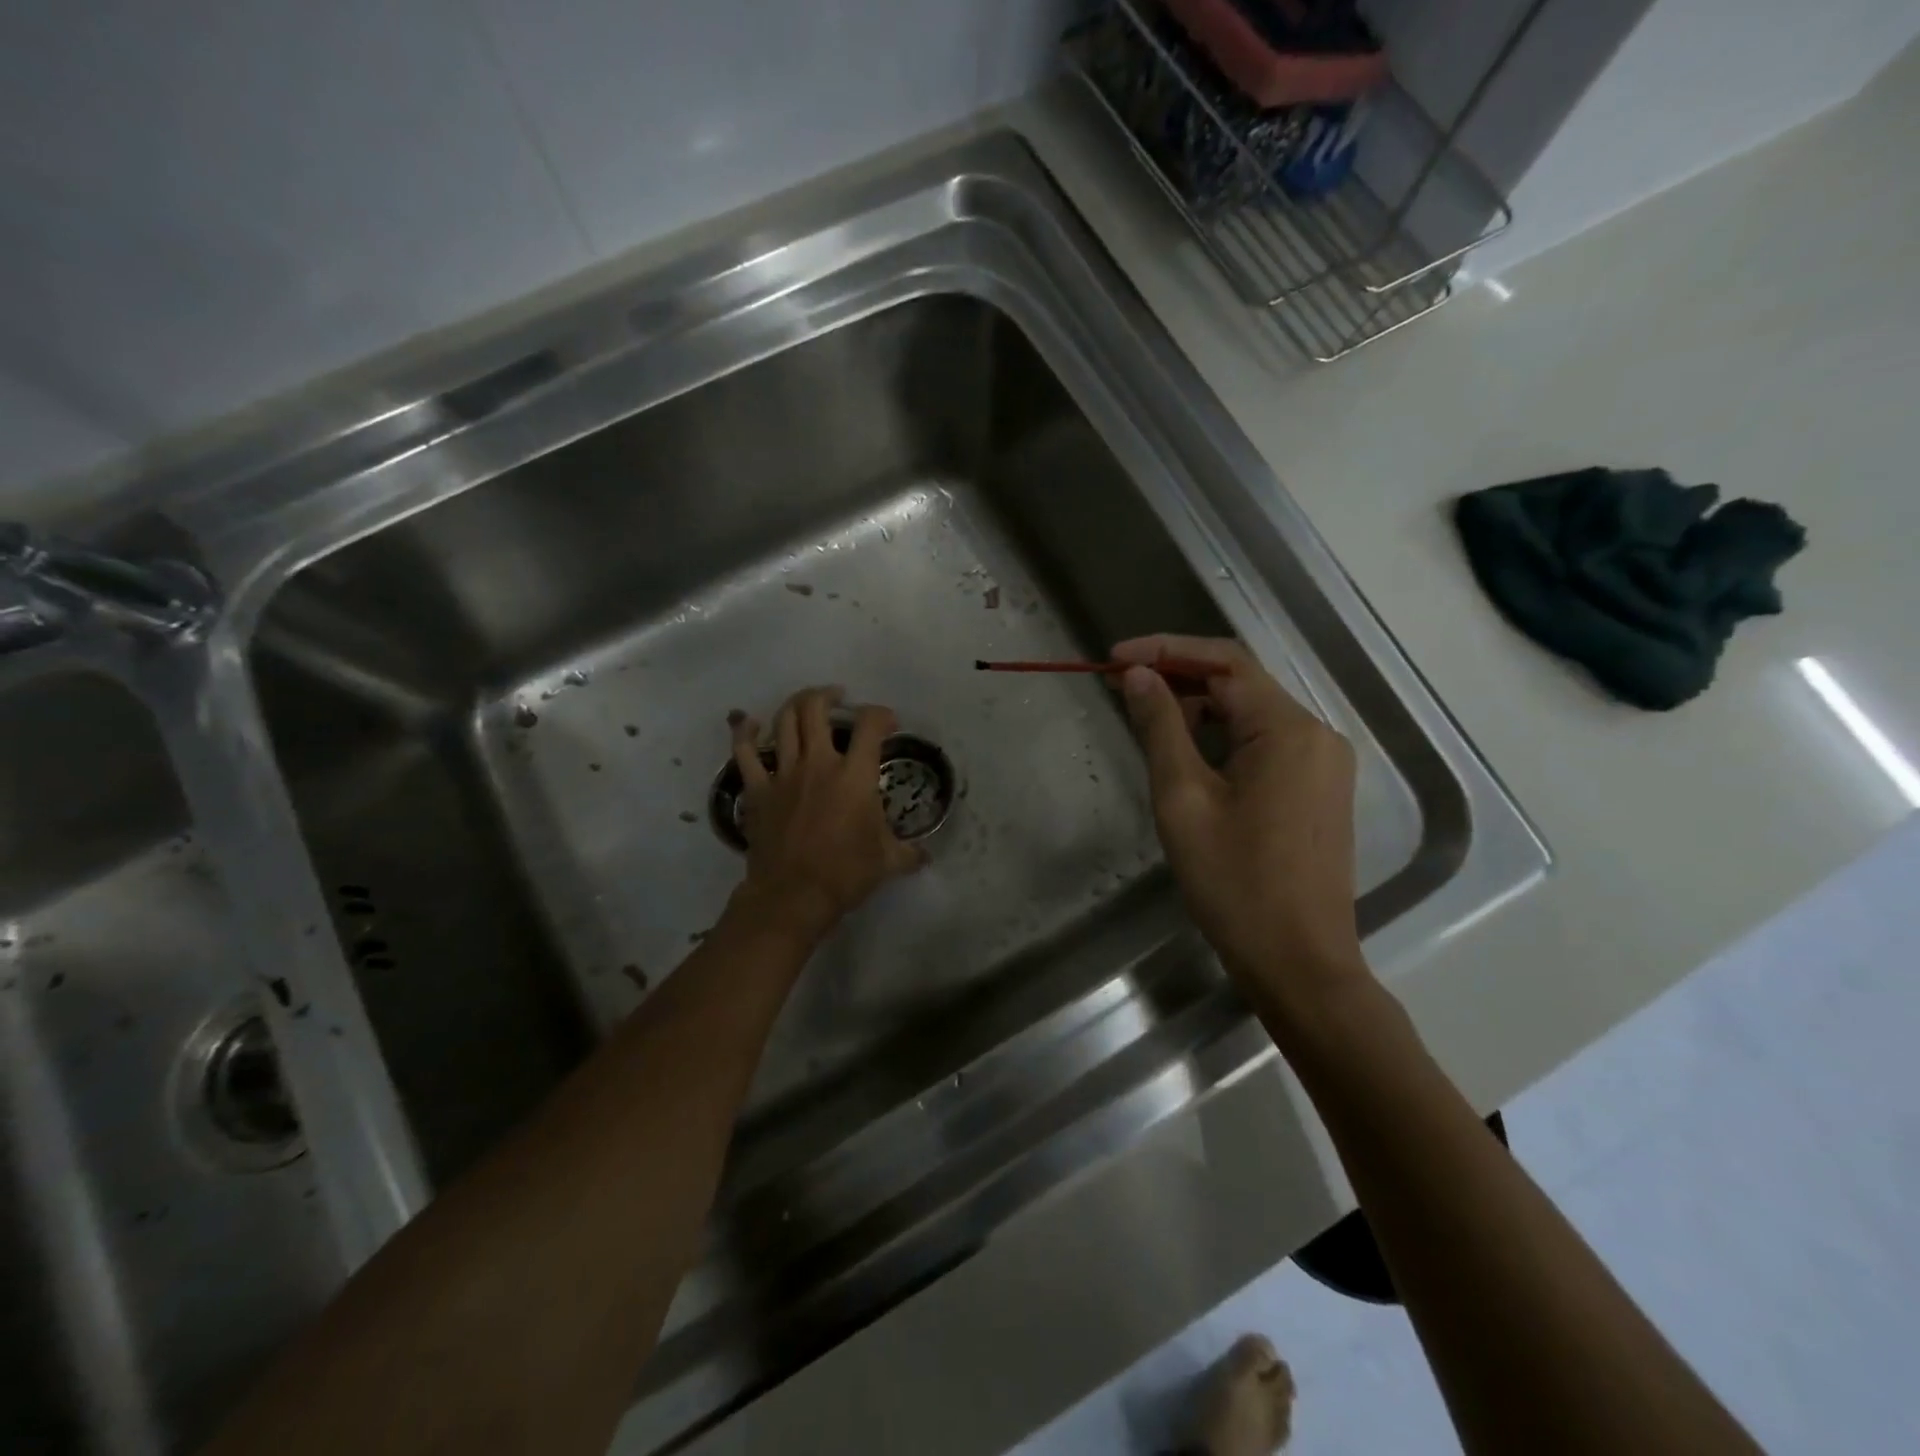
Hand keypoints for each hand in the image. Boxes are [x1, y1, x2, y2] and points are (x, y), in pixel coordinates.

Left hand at [727, 686, 924, 944]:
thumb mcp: (888, 861)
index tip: (887, 723)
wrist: (793, 895)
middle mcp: (818, 763)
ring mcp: (784, 773)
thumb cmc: (845, 873)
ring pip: (784, 722)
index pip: (870, 724)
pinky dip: (745, 732)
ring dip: (795, 704)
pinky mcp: (758, 790)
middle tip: (838, 699)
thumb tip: (926, 855)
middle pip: (817, 708)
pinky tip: (749, 722)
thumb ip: (909, 852)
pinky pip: (745, 752)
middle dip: (828, 696)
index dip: (881, 714)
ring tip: (806, 704)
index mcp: (854, 774)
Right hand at [1113, 635, 1367, 1000]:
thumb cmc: (1234, 883)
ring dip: (1199, 707)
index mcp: (1288, 729)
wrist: (1299, 963)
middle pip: (1241, 683)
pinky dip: (1223, 737)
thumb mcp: (1183, 799)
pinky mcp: (1318, 791)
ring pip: (1252, 714)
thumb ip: (1161, 727)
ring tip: (1146, 717)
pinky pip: (1266, 744)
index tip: (1114, 659)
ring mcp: (1323, 765)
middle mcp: (1316, 734)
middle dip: (1179, 676)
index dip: (1165, 650)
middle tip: (1122, 686)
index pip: (1224, 662)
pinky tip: (1187, 752)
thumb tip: (1139, 676)